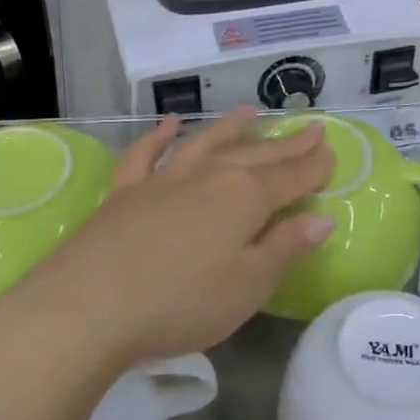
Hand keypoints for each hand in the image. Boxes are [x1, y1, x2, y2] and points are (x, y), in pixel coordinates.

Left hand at [0, 110, 335, 370]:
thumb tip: (322, 219)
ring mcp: (163, 180)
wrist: (88, 307)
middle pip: (255, 155)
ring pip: (205, 144)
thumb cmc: (181, 303)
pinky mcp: (124, 193)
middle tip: (310, 129)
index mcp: (244, 198)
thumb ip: (285, 248)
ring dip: (231, 128)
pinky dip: (159, 137)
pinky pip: (146, 155)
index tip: (331, 151)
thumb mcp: (248, 285)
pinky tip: (169, 125)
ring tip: (251, 112)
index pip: (291, 178)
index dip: (314, 166)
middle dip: (286, 144)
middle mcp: (208, 177)